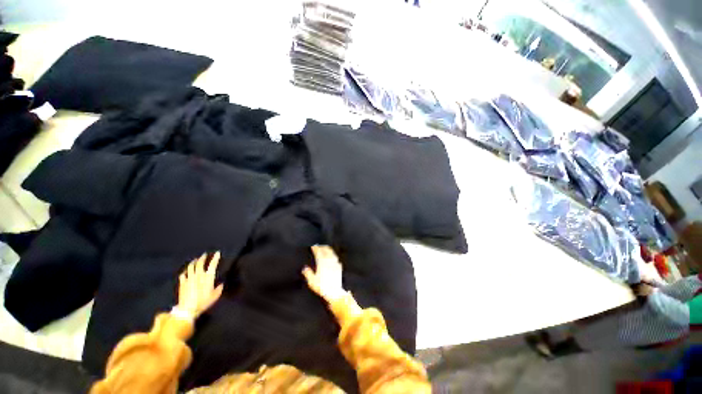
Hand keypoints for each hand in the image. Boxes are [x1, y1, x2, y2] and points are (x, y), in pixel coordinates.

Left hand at [177, 252, 223, 317]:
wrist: (188, 309)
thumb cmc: (203, 301)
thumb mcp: (215, 296)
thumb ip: (219, 288)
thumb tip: (221, 284)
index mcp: (208, 277)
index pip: (213, 264)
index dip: (215, 258)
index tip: (217, 253)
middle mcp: (198, 275)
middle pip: (200, 263)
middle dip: (202, 258)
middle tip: (204, 254)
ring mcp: (189, 278)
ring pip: (190, 267)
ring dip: (193, 262)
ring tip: (195, 260)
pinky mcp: (182, 283)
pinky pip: (183, 275)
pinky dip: (185, 272)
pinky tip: (185, 272)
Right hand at [303, 245, 345, 302]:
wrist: (334, 292)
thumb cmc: (322, 287)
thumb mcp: (312, 281)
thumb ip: (308, 273)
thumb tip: (305, 268)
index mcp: (322, 263)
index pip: (318, 252)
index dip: (316, 248)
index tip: (313, 246)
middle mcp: (329, 261)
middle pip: (326, 250)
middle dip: (322, 247)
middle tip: (319, 245)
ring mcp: (335, 263)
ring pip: (332, 253)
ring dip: (328, 249)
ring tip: (325, 248)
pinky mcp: (339, 267)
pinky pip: (336, 258)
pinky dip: (333, 255)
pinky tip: (332, 257)